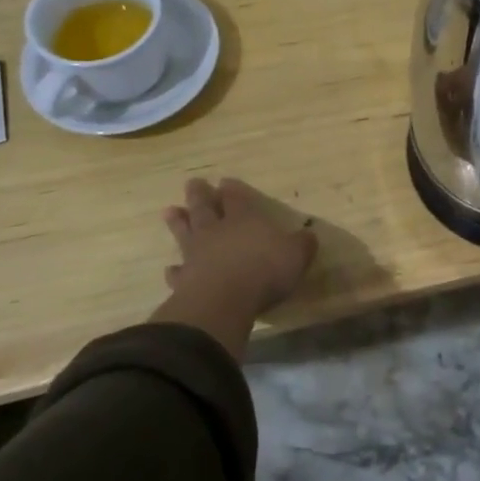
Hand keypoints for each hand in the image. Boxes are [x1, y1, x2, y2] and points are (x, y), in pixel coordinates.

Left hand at [153, 179, 318, 354]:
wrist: (224, 299)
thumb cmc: (264, 270)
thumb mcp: (296, 255)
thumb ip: (302, 244)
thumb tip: (309, 236)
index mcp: (244, 219)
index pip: (237, 198)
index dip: (232, 189)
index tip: (225, 181)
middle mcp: (217, 231)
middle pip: (205, 207)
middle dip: (200, 195)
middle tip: (193, 183)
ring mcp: (197, 254)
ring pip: (185, 232)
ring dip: (178, 222)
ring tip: (170, 211)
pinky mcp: (184, 279)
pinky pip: (177, 272)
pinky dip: (174, 270)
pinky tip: (170, 269)